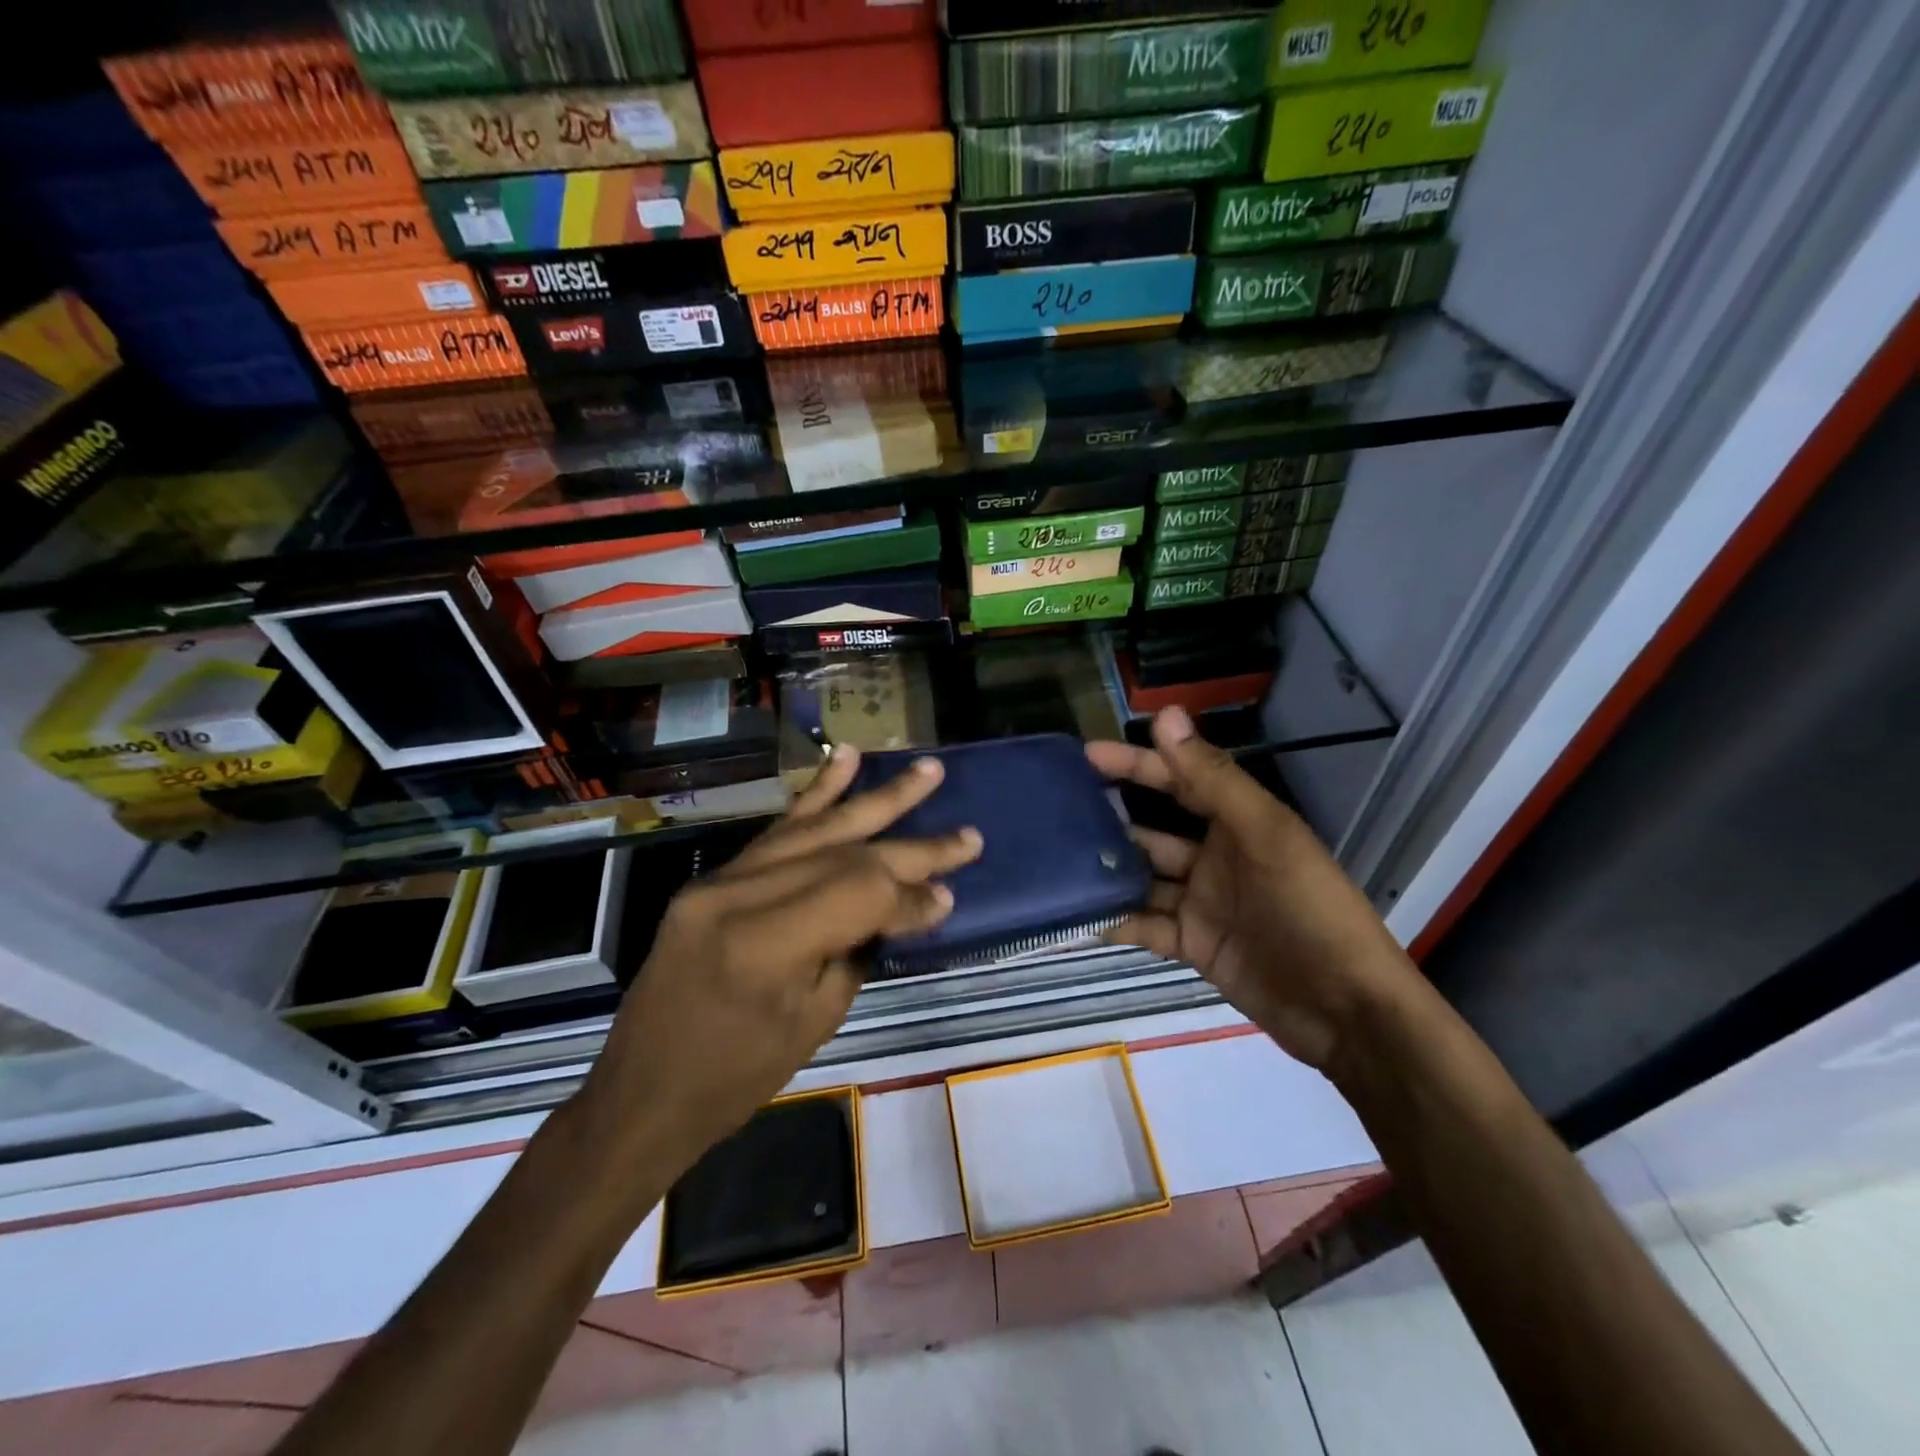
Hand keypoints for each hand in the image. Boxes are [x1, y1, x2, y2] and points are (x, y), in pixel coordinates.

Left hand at [576, 747, 981, 1176]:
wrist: (642, 1093)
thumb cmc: (734, 1078)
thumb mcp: (813, 1022)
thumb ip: (859, 948)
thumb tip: (912, 903)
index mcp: (765, 943)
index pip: (860, 891)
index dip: (913, 893)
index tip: (952, 898)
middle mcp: (740, 894)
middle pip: (845, 852)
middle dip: (913, 845)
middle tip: (968, 835)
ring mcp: (720, 879)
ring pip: (814, 827)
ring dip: (875, 798)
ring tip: (926, 770)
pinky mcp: (713, 878)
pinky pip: (775, 831)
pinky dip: (816, 795)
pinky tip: (845, 761)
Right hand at [1086, 707, 1422, 1070]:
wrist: (1347, 1012)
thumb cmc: (1311, 911)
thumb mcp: (1266, 836)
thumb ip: (1213, 779)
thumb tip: (1166, 715)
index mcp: (1239, 823)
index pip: (1179, 780)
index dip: (1136, 764)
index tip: (1087, 754)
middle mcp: (1216, 858)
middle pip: (1152, 830)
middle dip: (1110, 820)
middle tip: (1055, 813)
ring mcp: (1203, 904)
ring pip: (1143, 879)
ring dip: (1107, 872)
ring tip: (1055, 864)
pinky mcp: (1194, 946)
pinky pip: (1145, 927)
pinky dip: (1115, 922)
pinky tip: (1076, 918)